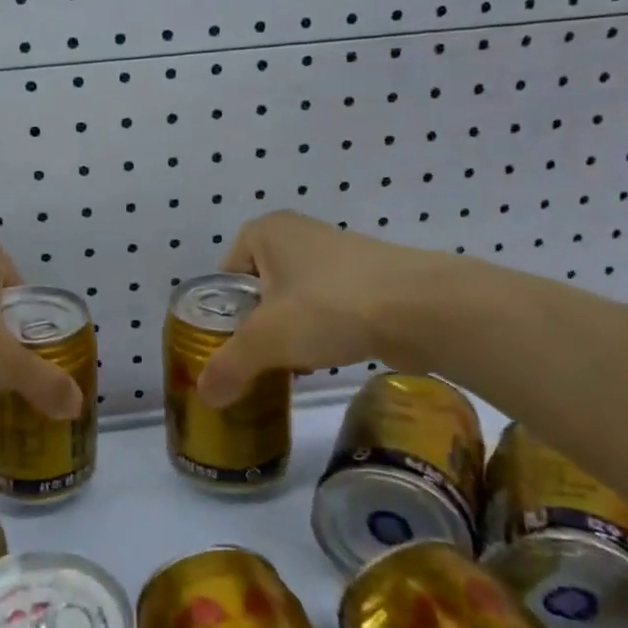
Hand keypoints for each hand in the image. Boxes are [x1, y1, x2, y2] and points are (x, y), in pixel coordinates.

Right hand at [197, 210, 475, 406]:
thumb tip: (205, 396)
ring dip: (290, 333)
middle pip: (259, 290)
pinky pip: (328, 306)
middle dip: (256, 327)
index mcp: (265, 231)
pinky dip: (322, 332)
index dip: (221, 314)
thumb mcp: (266, 340)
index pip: (224, 276)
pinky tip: (325, 359)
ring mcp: (337, 254)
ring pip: (294, 300)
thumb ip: (229, 366)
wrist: (422, 308)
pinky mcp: (368, 278)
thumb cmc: (329, 306)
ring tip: (290, 366)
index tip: (229, 348)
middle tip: (256, 361)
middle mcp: (298, 233)